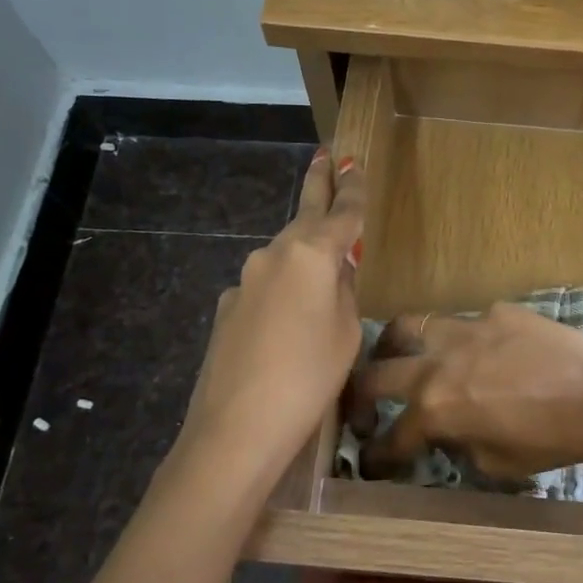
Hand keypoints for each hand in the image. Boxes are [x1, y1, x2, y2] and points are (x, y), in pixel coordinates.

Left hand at [177, 150, 365, 486]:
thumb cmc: (309, 376)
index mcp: (312, 254)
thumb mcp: (348, 333)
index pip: (342, 211)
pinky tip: (287, 324)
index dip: (353, 188)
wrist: (237, 427)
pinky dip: (282, 291)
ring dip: (303, 252)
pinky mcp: (228, 307)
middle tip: (325, 155)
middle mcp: (274, 254)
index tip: (355, 162)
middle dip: (318, 185)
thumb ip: (346, 292)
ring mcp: (245, 279)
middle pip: (304, 215)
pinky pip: (265, 287)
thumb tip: (337, 272)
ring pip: (284, 255)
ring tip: (322, 271)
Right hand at [348, 304, 582, 480]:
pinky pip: (467, 322)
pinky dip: (463, 339)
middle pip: (378, 373)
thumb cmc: (552, 440)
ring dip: (396, 345)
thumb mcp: (497, 463)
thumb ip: (461, 445)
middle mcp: (438, 363)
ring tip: (401, 354)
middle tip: (366, 405)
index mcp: (435, 408)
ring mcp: (466, 329)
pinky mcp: (496, 312)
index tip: (372, 459)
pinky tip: (482, 349)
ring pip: (410, 326)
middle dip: (362, 394)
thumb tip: (451, 434)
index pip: (392, 436)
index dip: (377, 453)